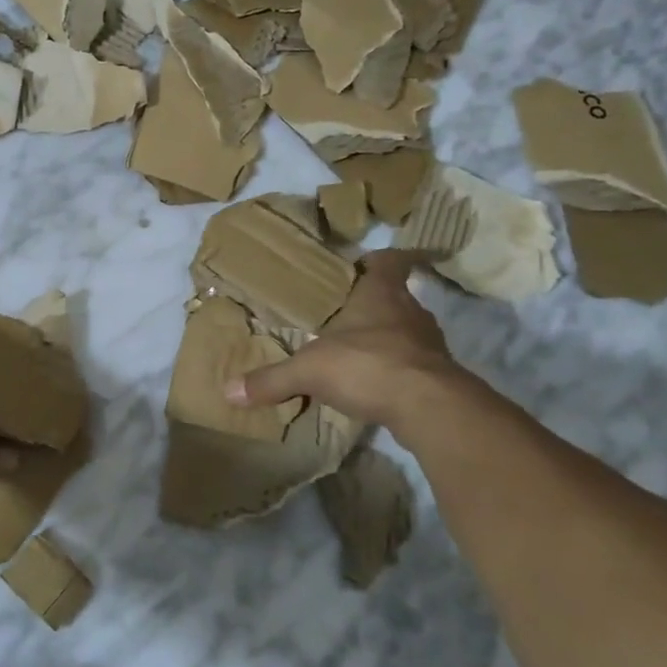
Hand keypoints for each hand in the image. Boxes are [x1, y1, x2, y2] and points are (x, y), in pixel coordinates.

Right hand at [225, 251, 464, 433]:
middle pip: (395, 297)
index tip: (370, 260)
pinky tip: (372, 385)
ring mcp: (429, 345)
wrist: (429, 408)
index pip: (389, 262)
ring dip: (385, 339)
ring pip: (406, 332)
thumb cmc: (367, 365)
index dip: (381, 258)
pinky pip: (412, 365)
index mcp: (380, 294)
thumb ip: (271, 379)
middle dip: (373, 304)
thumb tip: (229, 391)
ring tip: (355, 351)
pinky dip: (394, 370)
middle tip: (345, 313)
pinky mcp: (438, 376)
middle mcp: (410, 312)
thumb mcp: (309, 370)